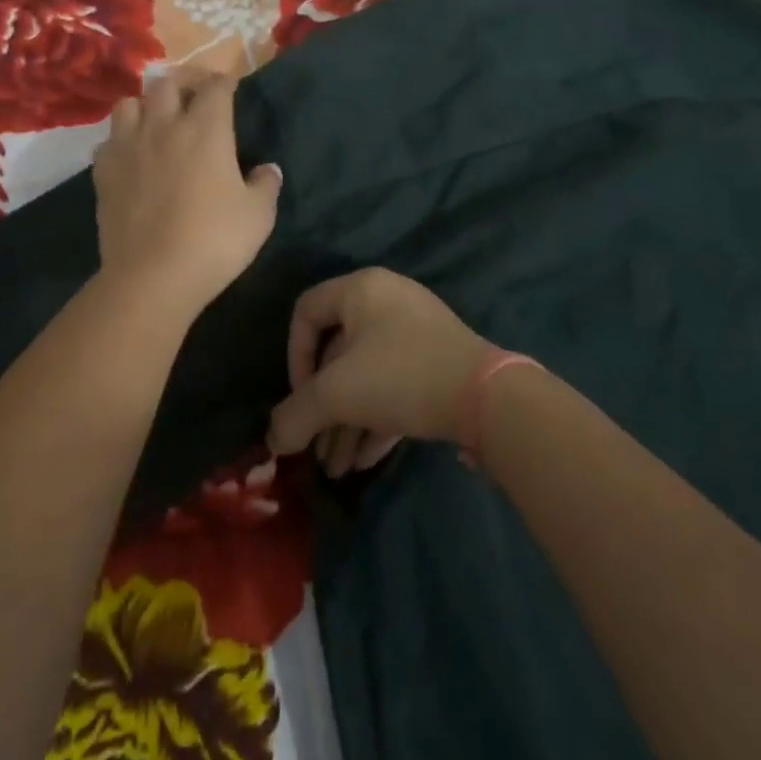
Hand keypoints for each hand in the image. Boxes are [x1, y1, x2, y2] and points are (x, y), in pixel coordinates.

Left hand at [92, 73, 281, 318]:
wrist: (152, 276)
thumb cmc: (214, 240)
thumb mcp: (258, 215)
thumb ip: (266, 185)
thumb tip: (267, 169)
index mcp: (206, 129)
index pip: (215, 86)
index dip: (224, 81)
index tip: (229, 87)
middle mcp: (164, 126)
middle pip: (166, 83)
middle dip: (182, 84)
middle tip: (193, 99)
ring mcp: (128, 146)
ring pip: (129, 104)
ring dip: (145, 106)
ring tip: (156, 122)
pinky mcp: (103, 171)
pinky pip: (108, 141)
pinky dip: (121, 141)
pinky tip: (131, 158)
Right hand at [267, 268, 494, 475]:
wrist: (487, 397)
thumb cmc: (400, 376)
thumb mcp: (338, 394)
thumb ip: (296, 415)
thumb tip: (273, 441)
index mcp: (361, 290)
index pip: (306, 311)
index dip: (294, 356)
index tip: (301, 398)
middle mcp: (387, 301)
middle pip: (338, 353)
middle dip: (323, 407)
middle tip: (315, 449)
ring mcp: (416, 331)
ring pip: (367, 375)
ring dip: (347, 422)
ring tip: (338, 470)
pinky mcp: (437, 361)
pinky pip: (394, 385)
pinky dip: (376, 418)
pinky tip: (365, 461)